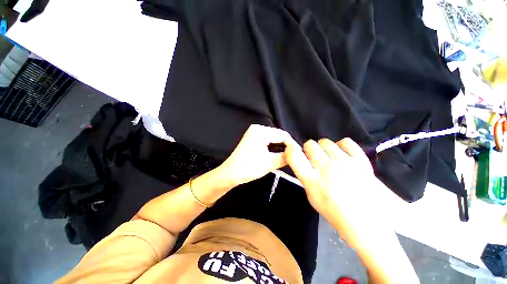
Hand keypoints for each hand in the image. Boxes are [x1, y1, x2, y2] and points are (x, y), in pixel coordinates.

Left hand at [220, 124, 296, 185]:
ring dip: (282, 147)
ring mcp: (254, 133)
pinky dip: (275, 148)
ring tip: (291, 156)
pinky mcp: (253, 139)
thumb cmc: (249, 167)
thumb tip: (297, 155)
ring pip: (274, 139)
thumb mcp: (270, 162)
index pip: (282, 135)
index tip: (301, 155)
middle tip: (297, 156)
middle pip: (278, 136)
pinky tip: (281, 154)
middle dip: (287, 146)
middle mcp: (257, 128)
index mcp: (260, 130)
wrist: (230, 174)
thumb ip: (285, 157)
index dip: (293, 145)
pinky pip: (268, 141)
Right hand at [284, 138, 418, 282]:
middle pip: (310, 144)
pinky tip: (342, 155)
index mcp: (312, 180)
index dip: (290, 150)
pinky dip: (341, 146)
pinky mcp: (360, 160)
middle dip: (308, 150)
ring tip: (329, 159)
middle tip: (314, 159)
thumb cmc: (335, 212)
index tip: (292, 151)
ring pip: (325, 142)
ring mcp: (344, 162)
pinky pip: (345, 142)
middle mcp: (326, 168)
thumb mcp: (312, 196)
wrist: (368, 222)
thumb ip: (305, 176)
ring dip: (323, 149)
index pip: (294, 156)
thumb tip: (303, 160)